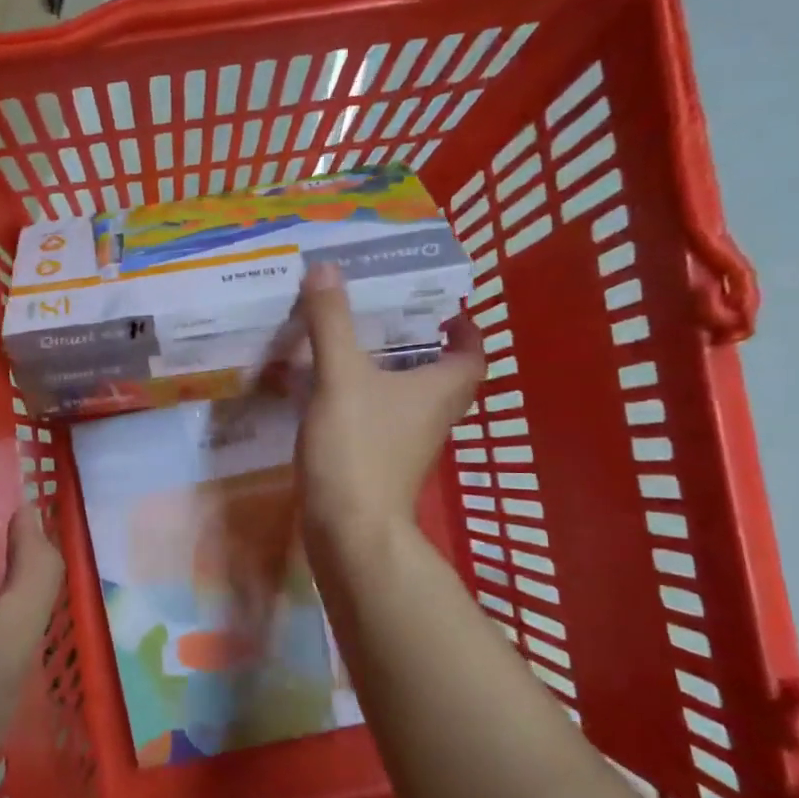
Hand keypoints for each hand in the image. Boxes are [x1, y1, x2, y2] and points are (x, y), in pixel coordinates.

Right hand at [296, 263, 483, 559]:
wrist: (349, 530)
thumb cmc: (358, 448)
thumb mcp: (341, 377)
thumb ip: (332, 322)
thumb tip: (327, 267)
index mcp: (440, 389)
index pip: (472, 353)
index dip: (465, 329)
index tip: (443, 309)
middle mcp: (433, 416)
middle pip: (442, 375)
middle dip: (423, 346)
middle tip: (390, 319)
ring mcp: (408, 444)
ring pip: (409, 399)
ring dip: (391, 373)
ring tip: (354, 346)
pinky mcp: (380, 464)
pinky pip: (380, 420)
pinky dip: (364, 401)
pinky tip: (329, 391)